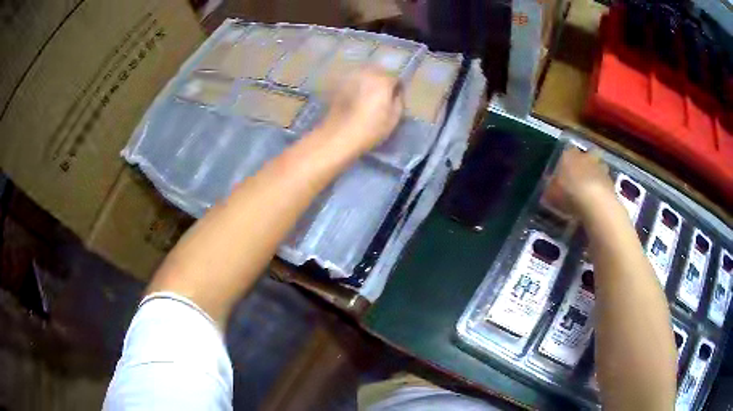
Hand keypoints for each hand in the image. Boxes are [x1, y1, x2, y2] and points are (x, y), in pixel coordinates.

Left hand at [315, 66, 403, 157]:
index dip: (397, 88)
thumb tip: (396, 94)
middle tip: (384, 93)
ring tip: (369, 93)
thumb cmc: (370, 129)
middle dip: (383, 80)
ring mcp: (351, 77)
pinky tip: (356, 95)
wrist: (338, 135)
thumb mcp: (393, 119)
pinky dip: (357, 84)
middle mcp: (367, 74)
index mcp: (383, 81)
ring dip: (369, 79)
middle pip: (380, 71)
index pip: (396, 78)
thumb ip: (398, 102)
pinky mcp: (340, 84)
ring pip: (365, 73)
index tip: (396, 97)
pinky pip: (353, 79)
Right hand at [543, 147, 613, 216]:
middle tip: (580, 177)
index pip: (567, 151)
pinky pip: (605, 183)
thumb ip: (551, 189)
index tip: (563, 172)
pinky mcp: (611, 182)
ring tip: (590, 191)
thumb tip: (549, 189)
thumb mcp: (551, 193)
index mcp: (569, 154)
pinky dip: (602, 190)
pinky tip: (596, 202)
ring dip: (595, 176)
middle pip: (587, 156)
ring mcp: (601, 167)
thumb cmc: (569, 193)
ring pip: (598, 168)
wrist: (595, 202)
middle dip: (585, 164)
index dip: (566, 161)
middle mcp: (586, 156)